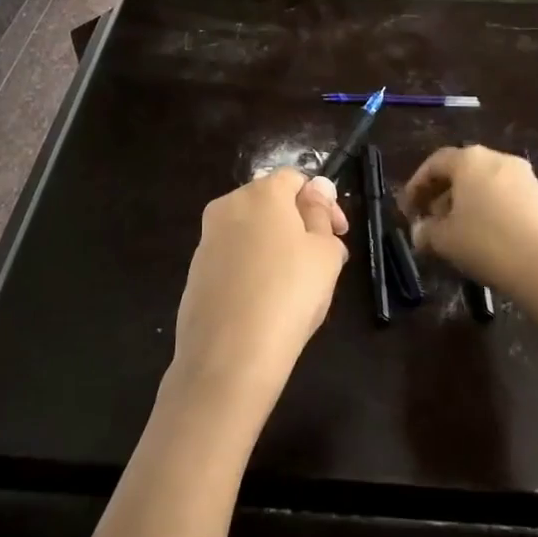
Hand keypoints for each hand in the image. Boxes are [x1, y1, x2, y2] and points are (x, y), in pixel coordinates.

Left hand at [168, 168, 348, 422]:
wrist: (228, 357)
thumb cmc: (289, 294)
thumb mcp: (325, 253)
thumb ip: (321, 215)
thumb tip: (316, 190)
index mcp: (261, 192)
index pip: (296, 178)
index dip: (323, 201)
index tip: (341, 233)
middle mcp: (228, 205)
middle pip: (271, 202)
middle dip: (299, 222)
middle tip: (324, 259)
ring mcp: (207, 239)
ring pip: (251, 231)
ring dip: (277, 245)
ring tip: (298, 284)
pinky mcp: (196, 272)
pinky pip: (233, 258)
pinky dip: (253, 267)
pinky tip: (268, 300)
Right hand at [400, 145, 537, 307]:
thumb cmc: (487, 244)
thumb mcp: (445, 241)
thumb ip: (426, 231)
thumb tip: (419, 231)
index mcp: (470, 160)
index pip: (435, 163)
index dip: (416, 185)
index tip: (408, 208)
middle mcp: (498, 159)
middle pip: (462, 171)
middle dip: (442, 194)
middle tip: (430, 220)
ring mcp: (525, 177)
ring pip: (486, 184)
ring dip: (467, 203)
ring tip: (457, 231)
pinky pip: (507, 197)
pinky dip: (491, 210)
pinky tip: (487, 237)